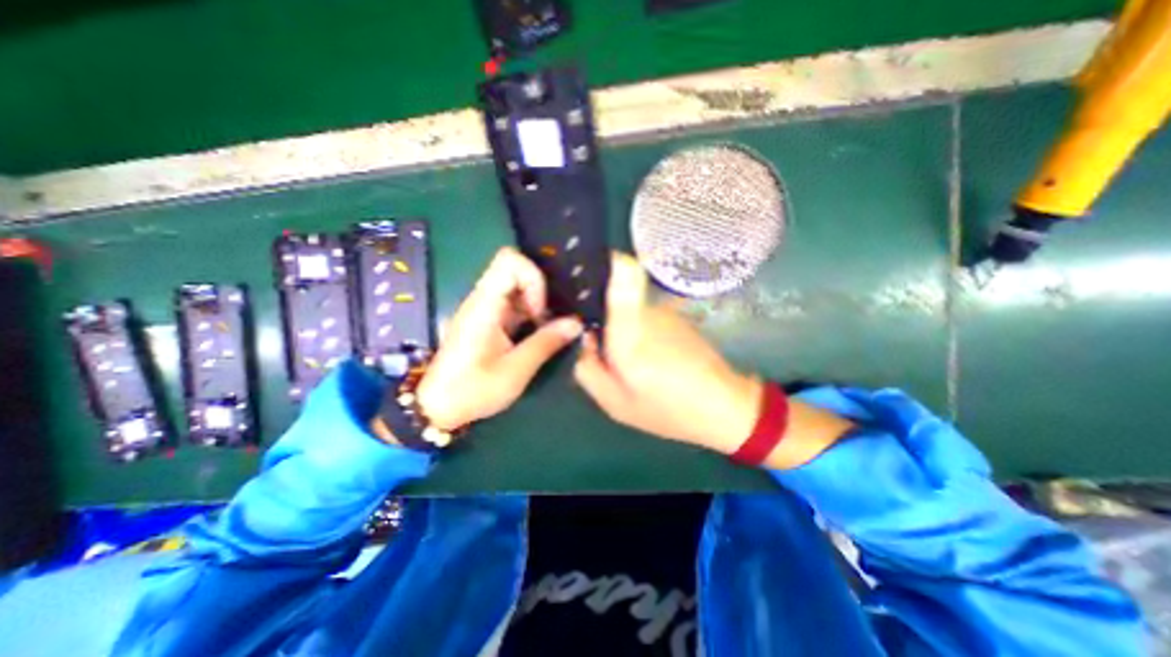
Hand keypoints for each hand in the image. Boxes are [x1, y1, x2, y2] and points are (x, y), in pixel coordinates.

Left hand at [418, 247, 585, 430]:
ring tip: (541, 333)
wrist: (438, 407)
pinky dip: (528, 314)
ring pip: (516, 287)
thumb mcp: (515, 370)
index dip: (533, 278)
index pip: (510, 260)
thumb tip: (576, 324)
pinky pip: (512, 304)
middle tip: (543, 324)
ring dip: (535, 305)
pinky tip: (532, 337)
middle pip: (516, 271)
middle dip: (538, 293)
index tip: (539, 311)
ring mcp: (484, 309)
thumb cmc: (473, 390)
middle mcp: (482, 299)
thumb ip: (546, 343)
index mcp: (484, 305)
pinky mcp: (486, 320)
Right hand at [575, 255, 856, 468]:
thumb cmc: (667, 410)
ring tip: (625, 357)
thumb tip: (584, 339)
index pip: (625, 278)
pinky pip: (644, 316)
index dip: (611, 263)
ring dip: (620, 326)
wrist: (722, 408)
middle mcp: (648, 313)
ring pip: (628, 308)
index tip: (594, 264)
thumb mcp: (614, 403)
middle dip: (600, 313)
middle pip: (613, 294)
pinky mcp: (677, 318)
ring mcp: (666, 313)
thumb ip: (587, 369)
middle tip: (599, 344)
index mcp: (630, 334)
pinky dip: (638, 331)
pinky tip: (648, 357)